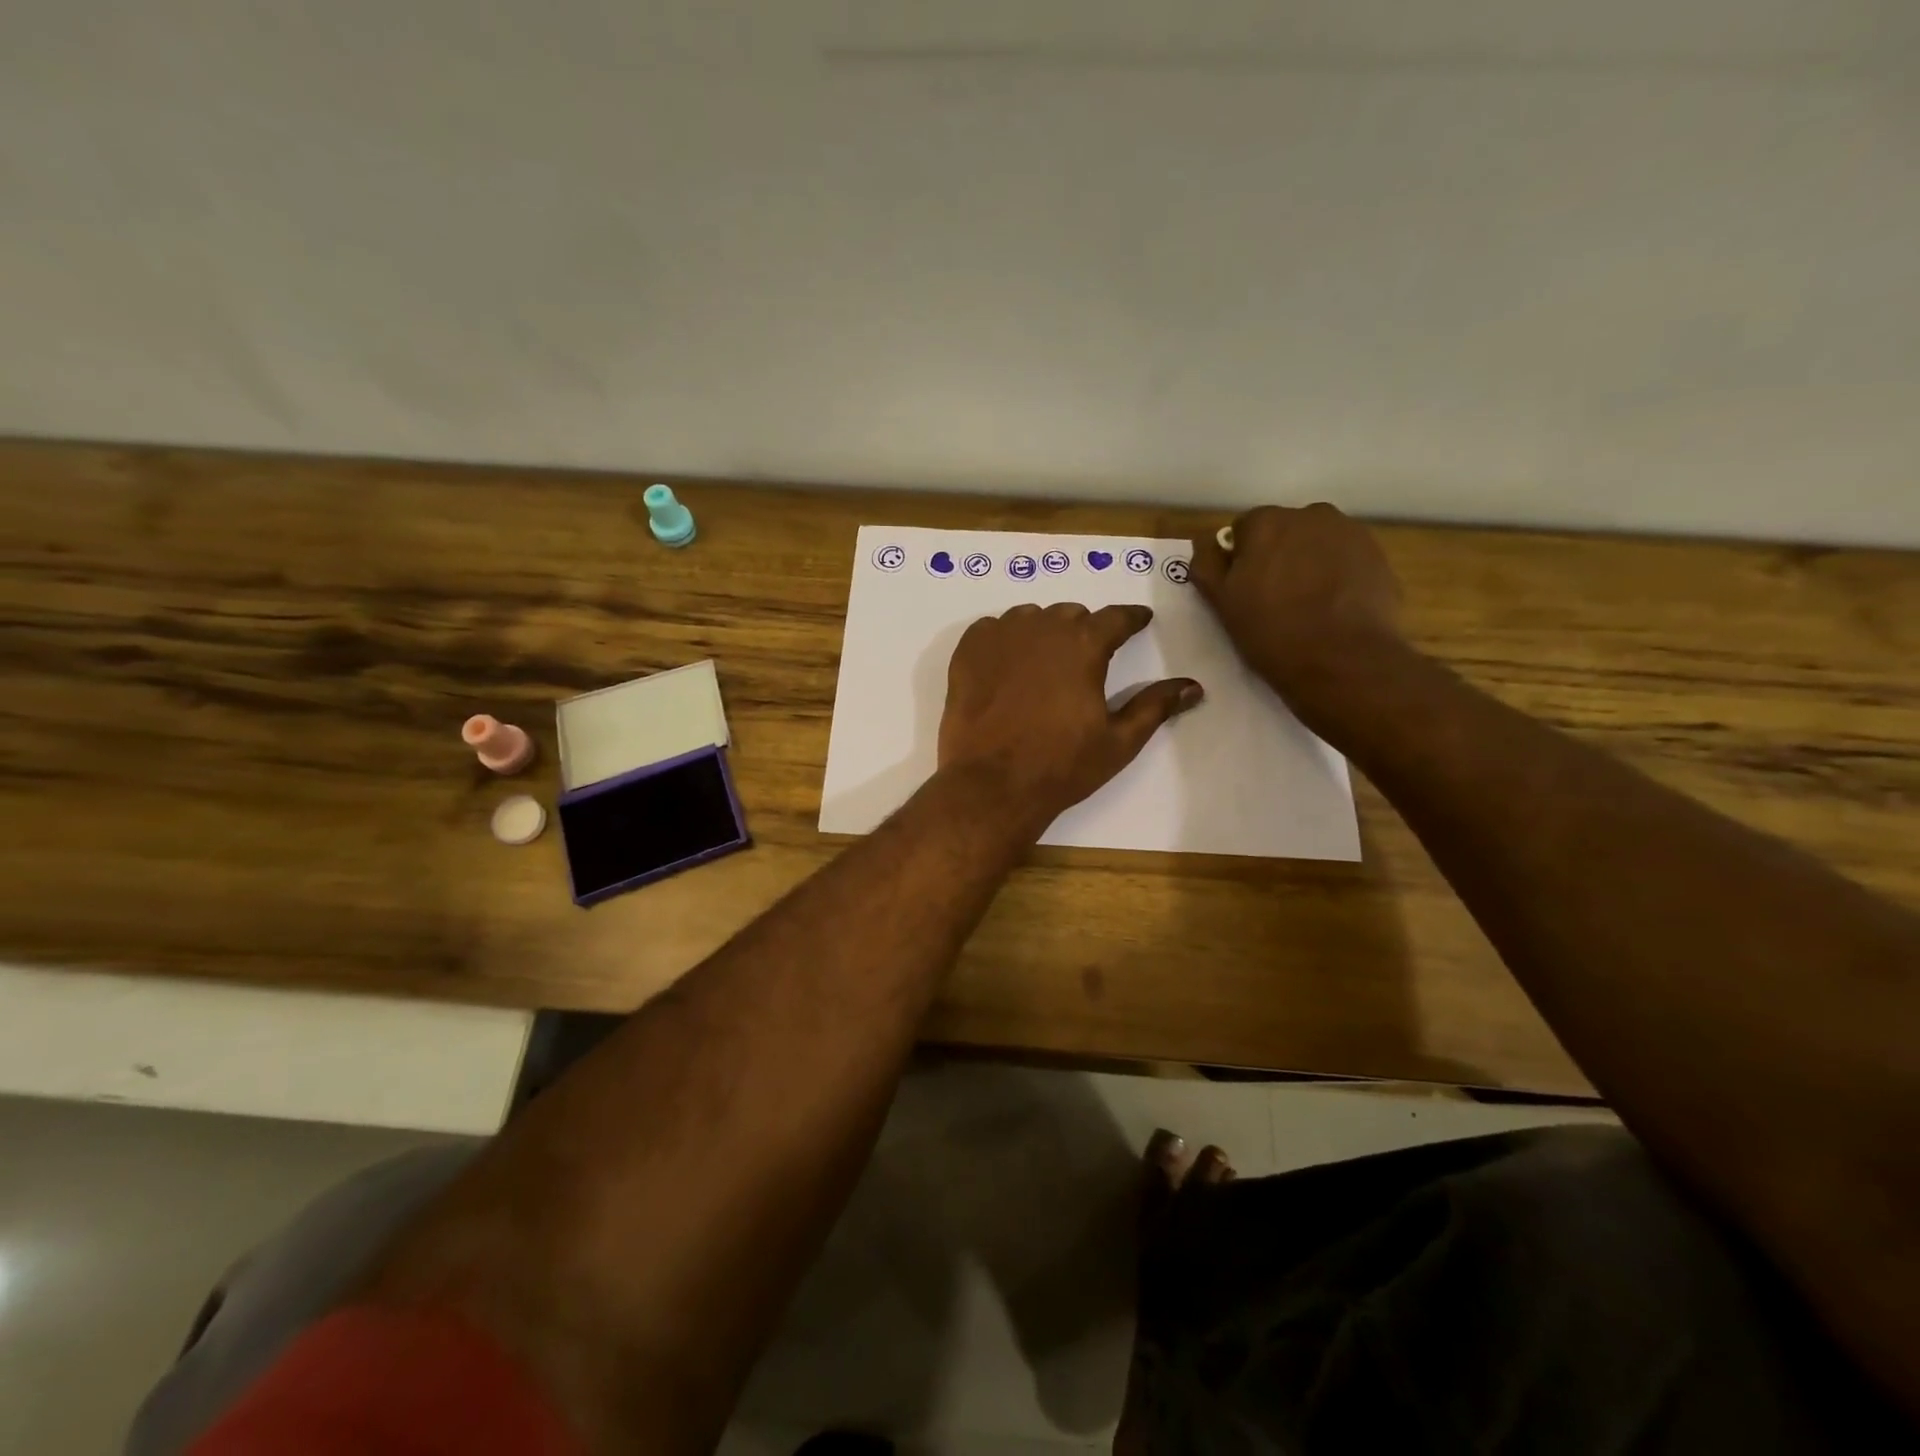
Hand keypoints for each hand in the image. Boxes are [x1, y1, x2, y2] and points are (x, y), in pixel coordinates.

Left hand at [937, 603, 1203, 833]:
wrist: (991, 785)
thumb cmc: (1061, 766)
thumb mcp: (1119, 741)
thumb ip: (1155, 706)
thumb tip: (1193, 686)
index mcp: (1085, 645)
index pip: (1117, 618)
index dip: (1132, 619)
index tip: (1139, 621)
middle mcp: (1043, 629)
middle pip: (1071, 615)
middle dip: (1085, 630)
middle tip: (1087, 657)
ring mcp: (1000, 637)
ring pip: (1030, 618)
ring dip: (1043, 631)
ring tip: (1045, 661)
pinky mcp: (967, 652)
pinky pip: (991, 629)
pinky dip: (1004, 639)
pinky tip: (1007, 663)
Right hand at [1189, 504, 1404, 707]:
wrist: (1343, 661)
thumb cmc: (1271, 632)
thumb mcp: (1222, 603)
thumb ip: (1207, 564)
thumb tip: (1209, 543)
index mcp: (1266, 522)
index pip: (1243, 530)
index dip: (1240, 560)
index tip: (1245, 590)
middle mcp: (1310, 515)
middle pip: (1284, 531)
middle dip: (1277, 556)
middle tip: (1275, 599)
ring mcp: (1349, 533)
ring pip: (1317, 544)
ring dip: (1308, 564)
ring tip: (1308, 605)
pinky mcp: (1378, 555)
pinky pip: (1346, 559)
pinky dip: (1338, 575)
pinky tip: (1334, 608)